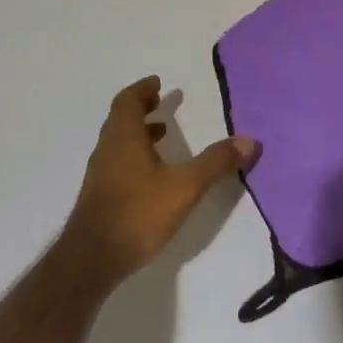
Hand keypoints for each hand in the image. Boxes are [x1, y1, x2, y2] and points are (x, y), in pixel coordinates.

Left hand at [62, 76, 258, 286]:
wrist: (92, 260)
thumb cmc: (138, 213)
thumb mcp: (185, 186)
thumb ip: (215, 162)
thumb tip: (249, 140)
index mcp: (123, 137)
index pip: (127, 101)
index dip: (142, 89)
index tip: (157, 83)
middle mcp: (108, 149)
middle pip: (121, 118)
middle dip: (141, 108)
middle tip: (161, 102)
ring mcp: (100, 174)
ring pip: (118, 141)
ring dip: (138, 132)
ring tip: (162, 134)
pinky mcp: (101, 196)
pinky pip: (118, 162)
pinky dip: (135, 155)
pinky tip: (153, 175)